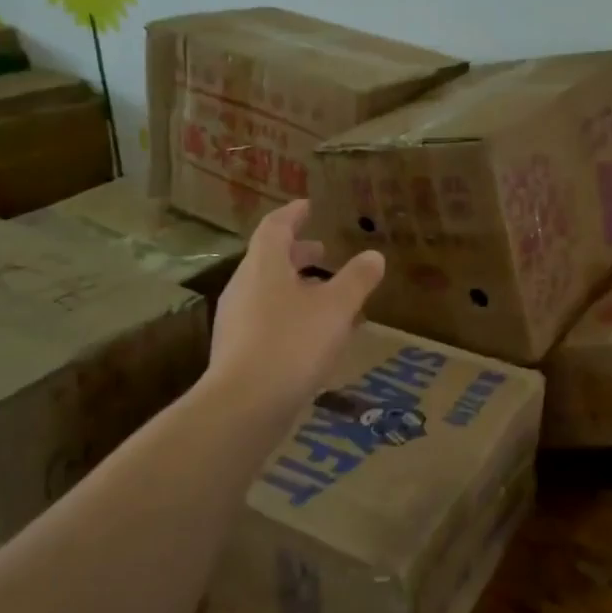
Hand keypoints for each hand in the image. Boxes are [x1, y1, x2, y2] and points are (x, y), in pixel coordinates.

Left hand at [208, 199, 384, 415]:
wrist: (244, 406)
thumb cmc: (292, 343)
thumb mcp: (336, 307)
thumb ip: (357, 279)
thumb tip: (374, 256)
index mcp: (263, 267)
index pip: (275, 228)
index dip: (293, 215)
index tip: (308, 206)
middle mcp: (244, 288)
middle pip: (270, 261)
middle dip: (298, 254)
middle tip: (323, 252)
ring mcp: (237, 322)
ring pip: (270, 293)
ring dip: (298, 288)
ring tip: (328, 296)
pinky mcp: (238, 352)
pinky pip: (268, 320)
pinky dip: (292, 316)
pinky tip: (315, 337)